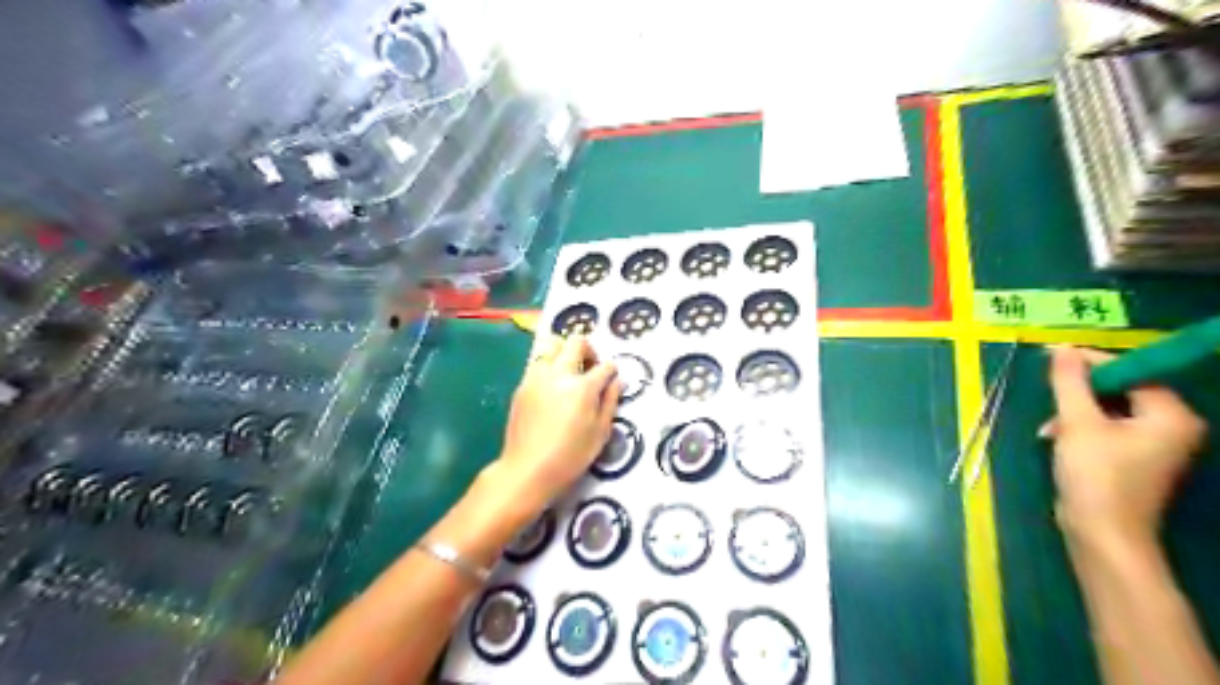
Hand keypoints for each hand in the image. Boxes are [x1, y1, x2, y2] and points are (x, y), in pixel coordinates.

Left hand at [487, 335, 619, 515]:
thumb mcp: (600, 433)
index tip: (611, 379)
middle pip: (576, 343)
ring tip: (569, 373)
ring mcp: (538, 377)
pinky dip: (549, 366)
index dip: (612, 371)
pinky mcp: (522, 385)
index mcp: (583, 387)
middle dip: (589, 351)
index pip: (604, 366)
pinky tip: (553, 387)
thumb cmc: (570, 456)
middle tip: (591, 368)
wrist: (527, 469)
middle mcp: (560, 374)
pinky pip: (538, 363)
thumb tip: (618, 382)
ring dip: (565, 353)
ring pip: (552, 346)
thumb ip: (610, 402)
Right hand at [1043, 349, 1203, 540]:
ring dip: (1074, 413)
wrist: (1102, 533)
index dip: (1091, 363)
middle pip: (1121, 390)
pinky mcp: (1136, 459)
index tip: (1052, 359)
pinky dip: (1080, 428)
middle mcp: (1172, 426)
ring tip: (1049, 428)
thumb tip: (1061, 348)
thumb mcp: (1076, 422)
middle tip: (1050, 398)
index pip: (1131, 372)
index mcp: (1171, 414)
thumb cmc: (1095, 475)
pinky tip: (1055, 438)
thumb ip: (1069, 382)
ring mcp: (1156, 445)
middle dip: (1079, 394)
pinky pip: (1108, 428)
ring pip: (1109, 410)